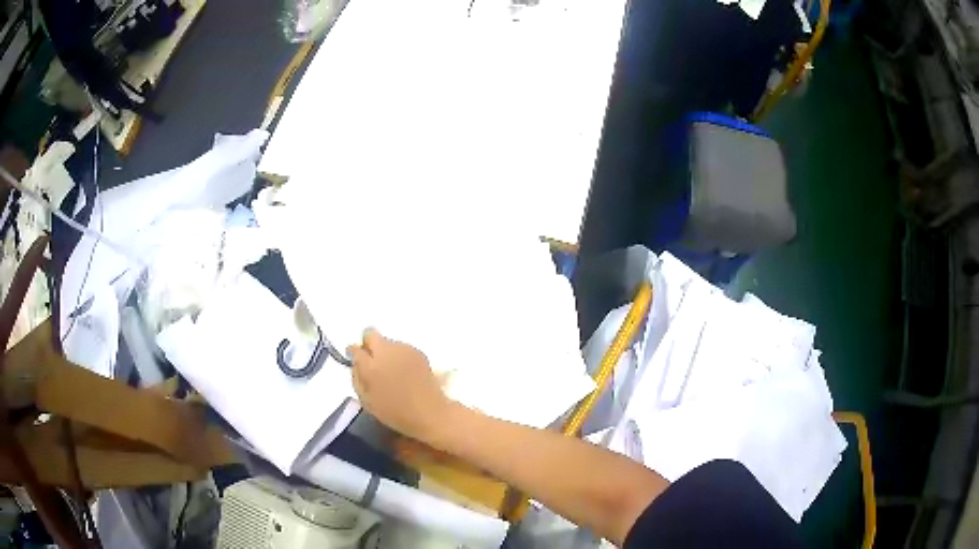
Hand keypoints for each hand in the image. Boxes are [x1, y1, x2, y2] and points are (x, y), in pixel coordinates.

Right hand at [348, 329, 451, 441]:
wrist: (429, 412)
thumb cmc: (395, 412)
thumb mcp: (366, 400)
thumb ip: (357, 378)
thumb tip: (356, 363)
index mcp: (371, 366)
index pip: (355, 349)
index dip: (354, 354)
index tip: (356, 361)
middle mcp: (386, 351)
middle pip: (371, 334)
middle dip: (368, 345)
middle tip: (372, 362)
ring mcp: (404, 349)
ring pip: (387, 342)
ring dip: (386, 352)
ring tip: (392, 372)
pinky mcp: (418, 351)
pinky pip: (401, 348)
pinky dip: (399, 356)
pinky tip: (405, 372)